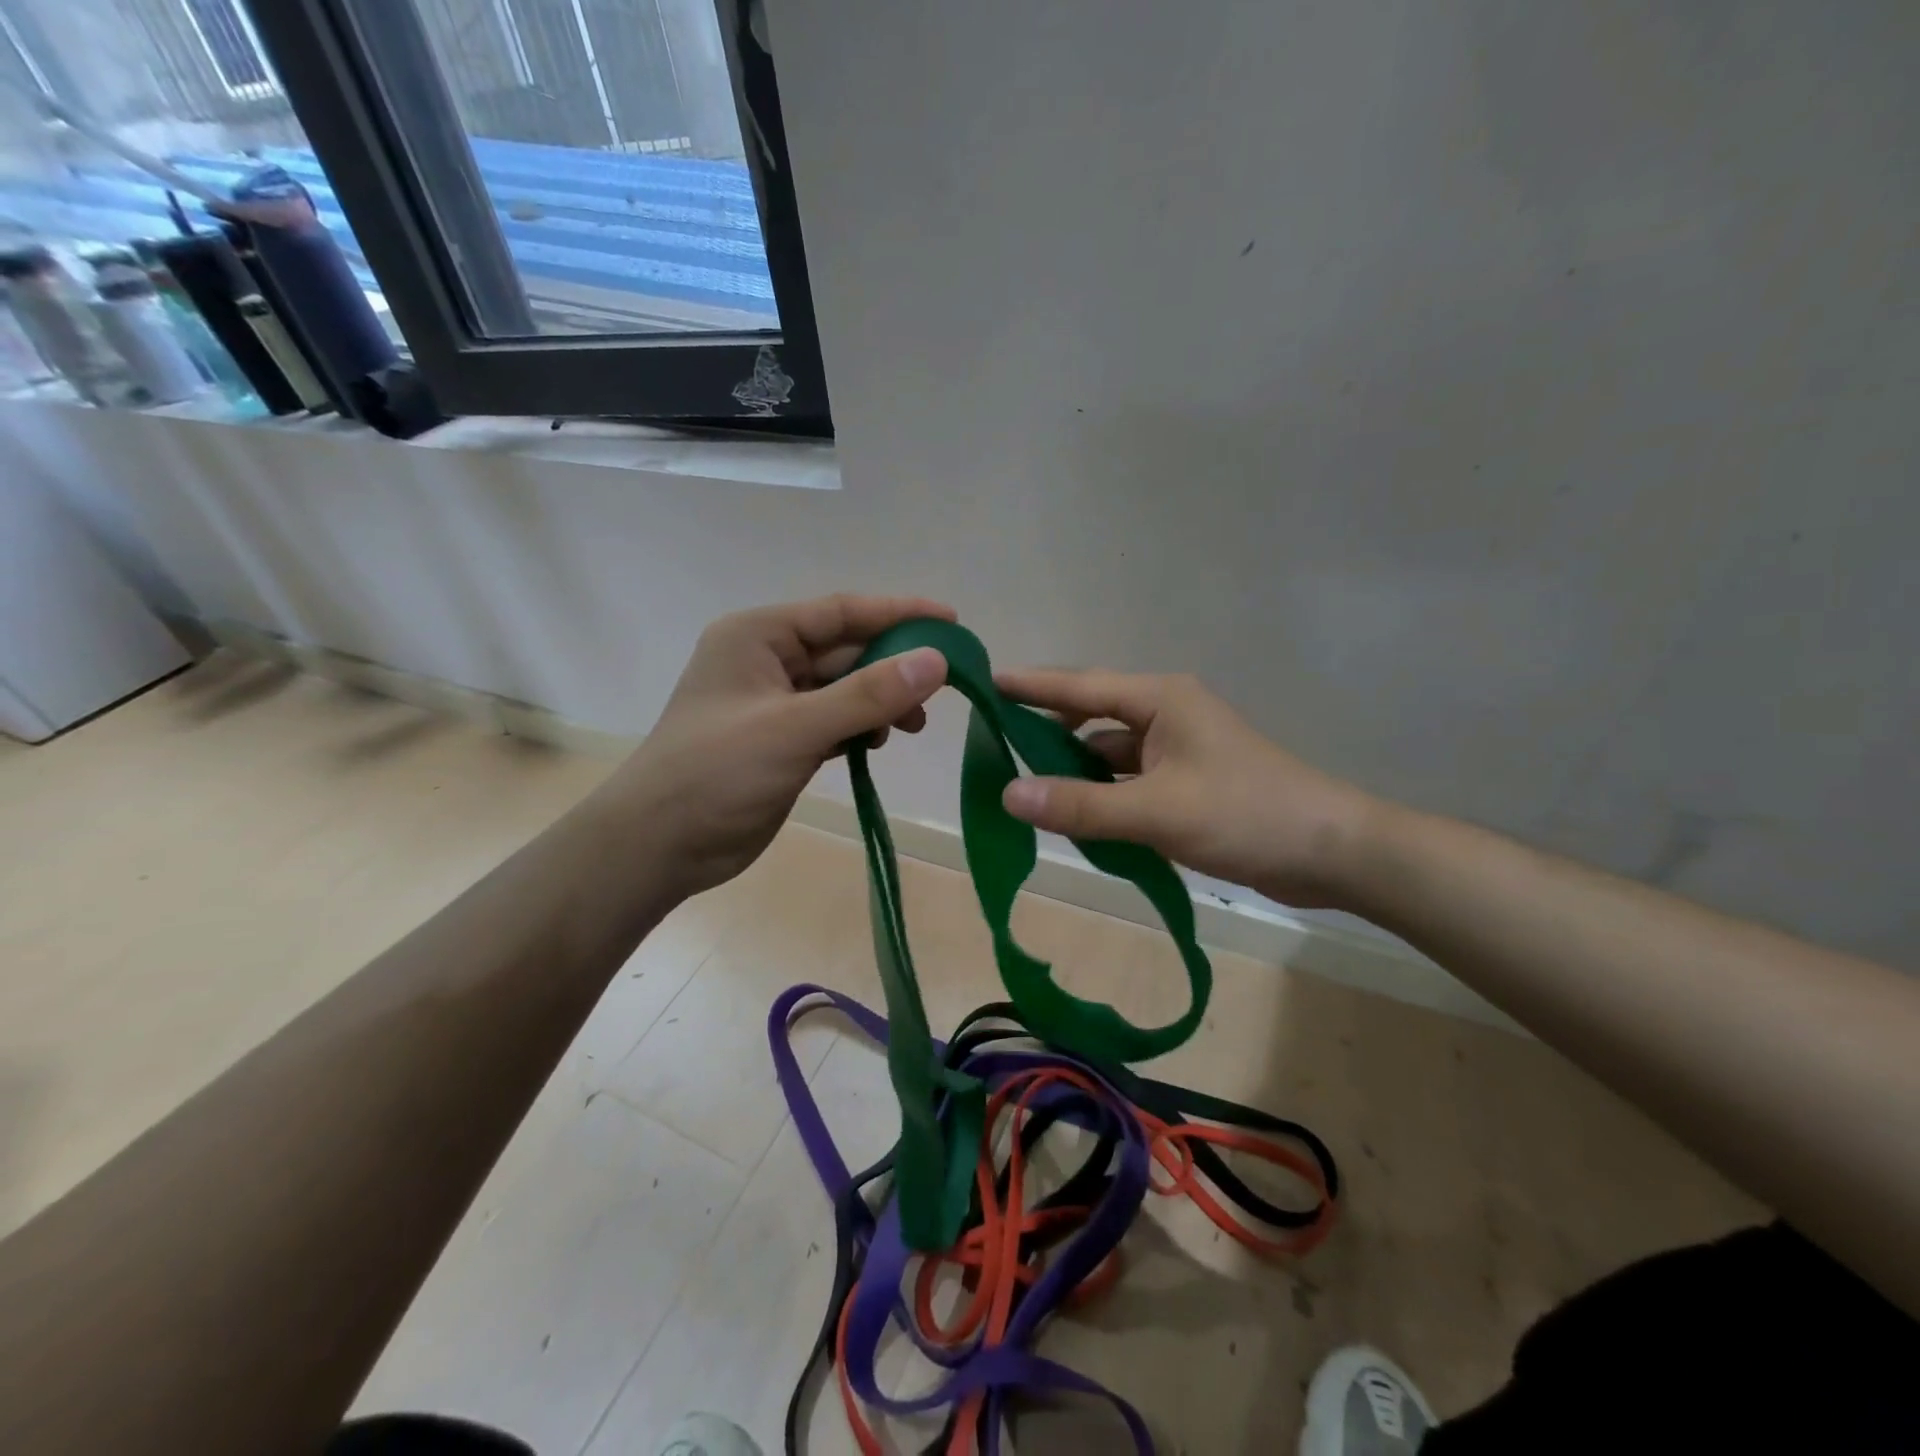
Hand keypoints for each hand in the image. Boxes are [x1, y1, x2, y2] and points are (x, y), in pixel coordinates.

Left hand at [598, 595, 950, 900]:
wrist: (658, 846)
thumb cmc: (716, 773)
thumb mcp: (795, 728)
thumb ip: (866, 695)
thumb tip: (936, 661)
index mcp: (758, 636)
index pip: (840, 612)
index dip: (898, 614)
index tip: (951, 622)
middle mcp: (766, 660)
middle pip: (846, 650)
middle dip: (894, 666)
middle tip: (946, 685)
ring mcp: (774, 703)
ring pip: (844, 689)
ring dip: (881, 701)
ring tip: (914, 724)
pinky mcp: (783, 741)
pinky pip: (834, 720)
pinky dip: (861, 728)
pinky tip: (879, 742)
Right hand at [993, 669, 1378, 908]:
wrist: (1333, 853)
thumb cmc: (1245, 814)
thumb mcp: (1157, 811)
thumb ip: (1081, 805)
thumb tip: (1008, 795)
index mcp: (1161, 701)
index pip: (1081, 685)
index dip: (1031, 685)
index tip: (986, 682)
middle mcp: (1166, 716)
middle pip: (1092, 718)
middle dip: (1047, 732)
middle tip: (996, 748)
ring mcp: (1179, 752)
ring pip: (1109, 755)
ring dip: (1075, 773)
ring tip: (1027, 792)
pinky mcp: (1188, 785)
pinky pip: (1129, 783)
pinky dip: (1103, 797)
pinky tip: (1077, 819)